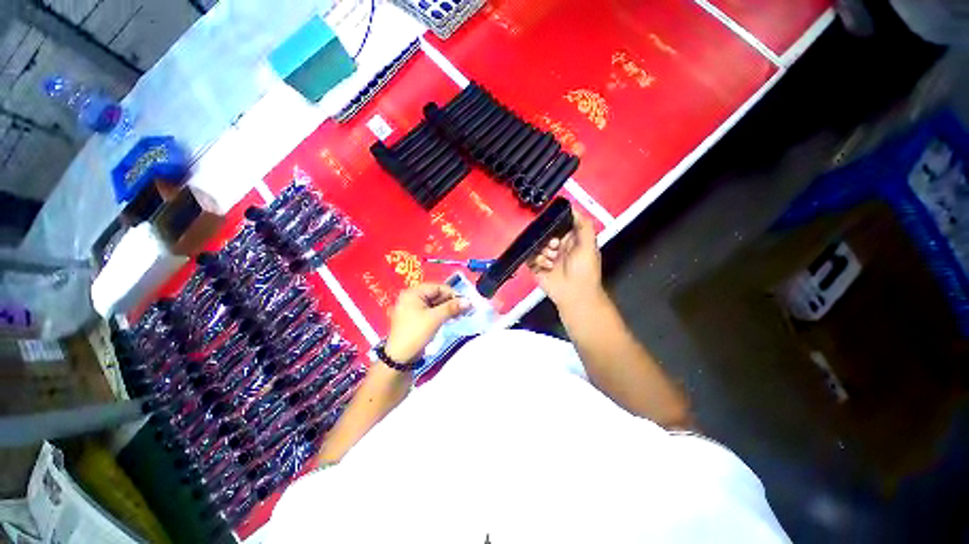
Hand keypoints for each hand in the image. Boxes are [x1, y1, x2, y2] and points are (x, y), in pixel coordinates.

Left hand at [385, 283, 469, 362]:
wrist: (400, 357)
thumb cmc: (416, 333)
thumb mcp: (435, 318)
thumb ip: (452, 307)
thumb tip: (468, 301)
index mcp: (413, 293)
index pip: (437, 287)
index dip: (452, 293)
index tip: (465, 302)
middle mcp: (411, 297)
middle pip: (436, 294)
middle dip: (451, 301)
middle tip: (465, 309)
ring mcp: (413, 308)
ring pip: (435, 304)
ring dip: (448, 308)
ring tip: (461, 314)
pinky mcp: (415, 318)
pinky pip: (431, 311)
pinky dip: (441, 314)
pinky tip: (452, 318)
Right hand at [527, 210, 604, 310]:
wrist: (575, 294)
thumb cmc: (585, 270)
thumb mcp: (589, 244)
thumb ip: (584, 225)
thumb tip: (573, 208)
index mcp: (569, 240)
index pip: (557, 225)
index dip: (553, 223)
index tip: (551, 223)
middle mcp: (556, 247)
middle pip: (544, 234)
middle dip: (548, 239)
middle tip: (555, 246)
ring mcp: (546, 257)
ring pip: (536, 245)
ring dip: (543, 251)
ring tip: (552, 259)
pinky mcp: (536, 267)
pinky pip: (529, 257)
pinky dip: (537, 260)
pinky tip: (546, 266)